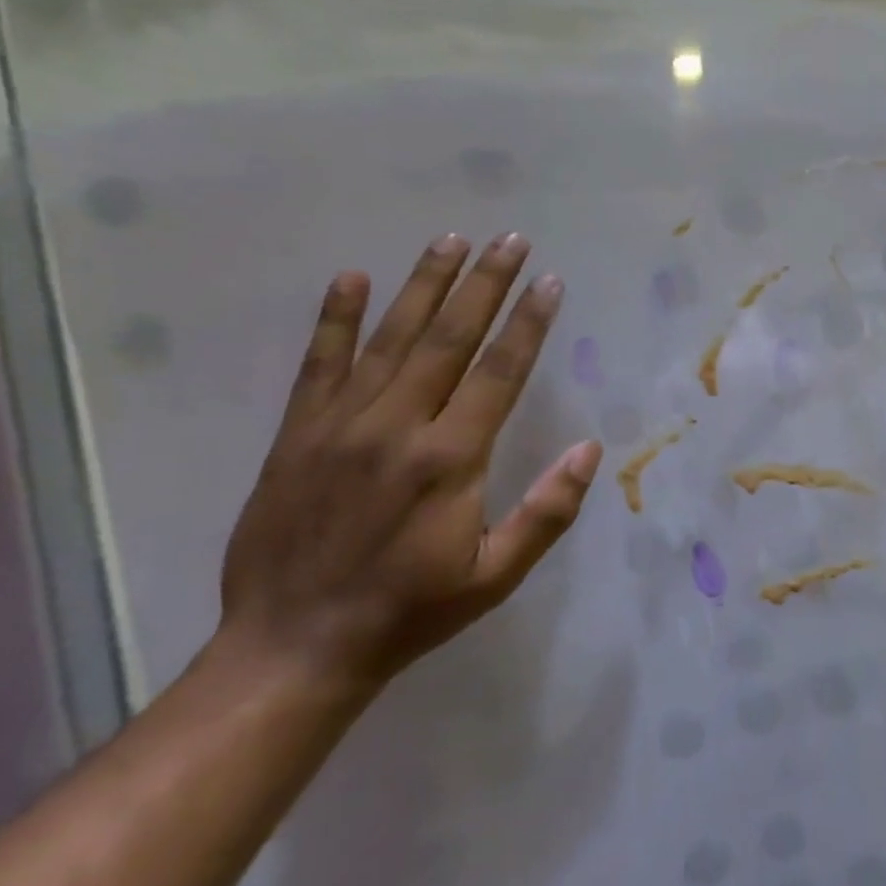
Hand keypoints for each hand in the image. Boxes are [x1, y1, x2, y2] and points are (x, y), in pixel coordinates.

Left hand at [219, 234, 601, 693]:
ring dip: (424, 286)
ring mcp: (339, 426)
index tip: (548, 281)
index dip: (527, 323)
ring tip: (451, 241)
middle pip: (448, 339)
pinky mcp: (296, 435)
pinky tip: (350, 278)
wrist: (295, 646)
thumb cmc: (413, 610)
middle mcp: (396, 428)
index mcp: (450, 460)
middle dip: (484, 285)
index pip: (499, 373)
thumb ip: (548, 510)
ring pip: (389, 339)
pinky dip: (334, 319)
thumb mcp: (498, 574)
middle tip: (510, 239)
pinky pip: (319, 365)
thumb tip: (590, 449)